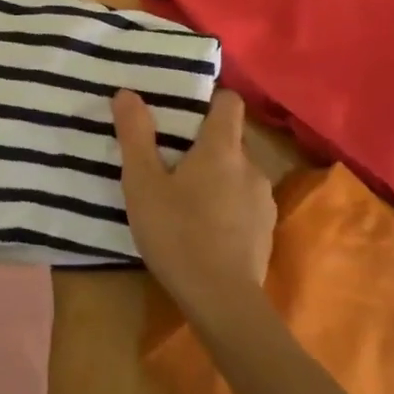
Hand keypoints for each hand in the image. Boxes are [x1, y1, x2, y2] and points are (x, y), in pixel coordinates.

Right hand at [113, 89, 275, 320]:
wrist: (222, 301)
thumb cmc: (177, 234)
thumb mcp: (142, 183)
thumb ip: (135, 135)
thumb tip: (127, 93)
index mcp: (222, 148)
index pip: (228, 101)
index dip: (208, 99)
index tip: (182, 111)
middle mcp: (251, 165)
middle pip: (229, 138)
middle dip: (203, 144)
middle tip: (169, 160)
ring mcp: (263, 199)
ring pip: (236, 172)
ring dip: (215, 177)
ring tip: (184, 198)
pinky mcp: (266, 229)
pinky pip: (244, 201)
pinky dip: (226, 204)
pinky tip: (203, 228)